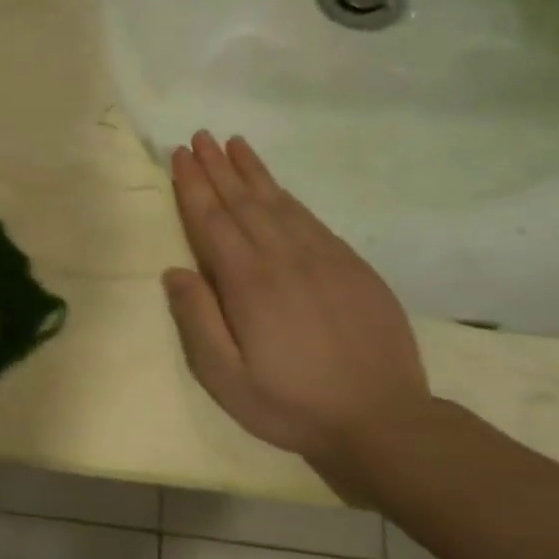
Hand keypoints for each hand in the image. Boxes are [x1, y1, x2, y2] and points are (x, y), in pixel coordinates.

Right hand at [163, 131, 433, 482]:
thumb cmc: (290, 404)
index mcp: (249, 283)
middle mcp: (285, 259)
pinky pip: (312, 219)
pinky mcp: (353, 267)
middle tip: (200, 137)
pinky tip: (277, 188)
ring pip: (280, 203)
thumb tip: (175, 271)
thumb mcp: (225, 377)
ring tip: (234, 145)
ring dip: (252, 172)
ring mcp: (324, 259)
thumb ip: (197, 320)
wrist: (383, 421)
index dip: (193, 186)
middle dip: (218, 167)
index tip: (179, 155)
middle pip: (244, 202)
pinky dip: (288, 196)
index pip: (212, 221)